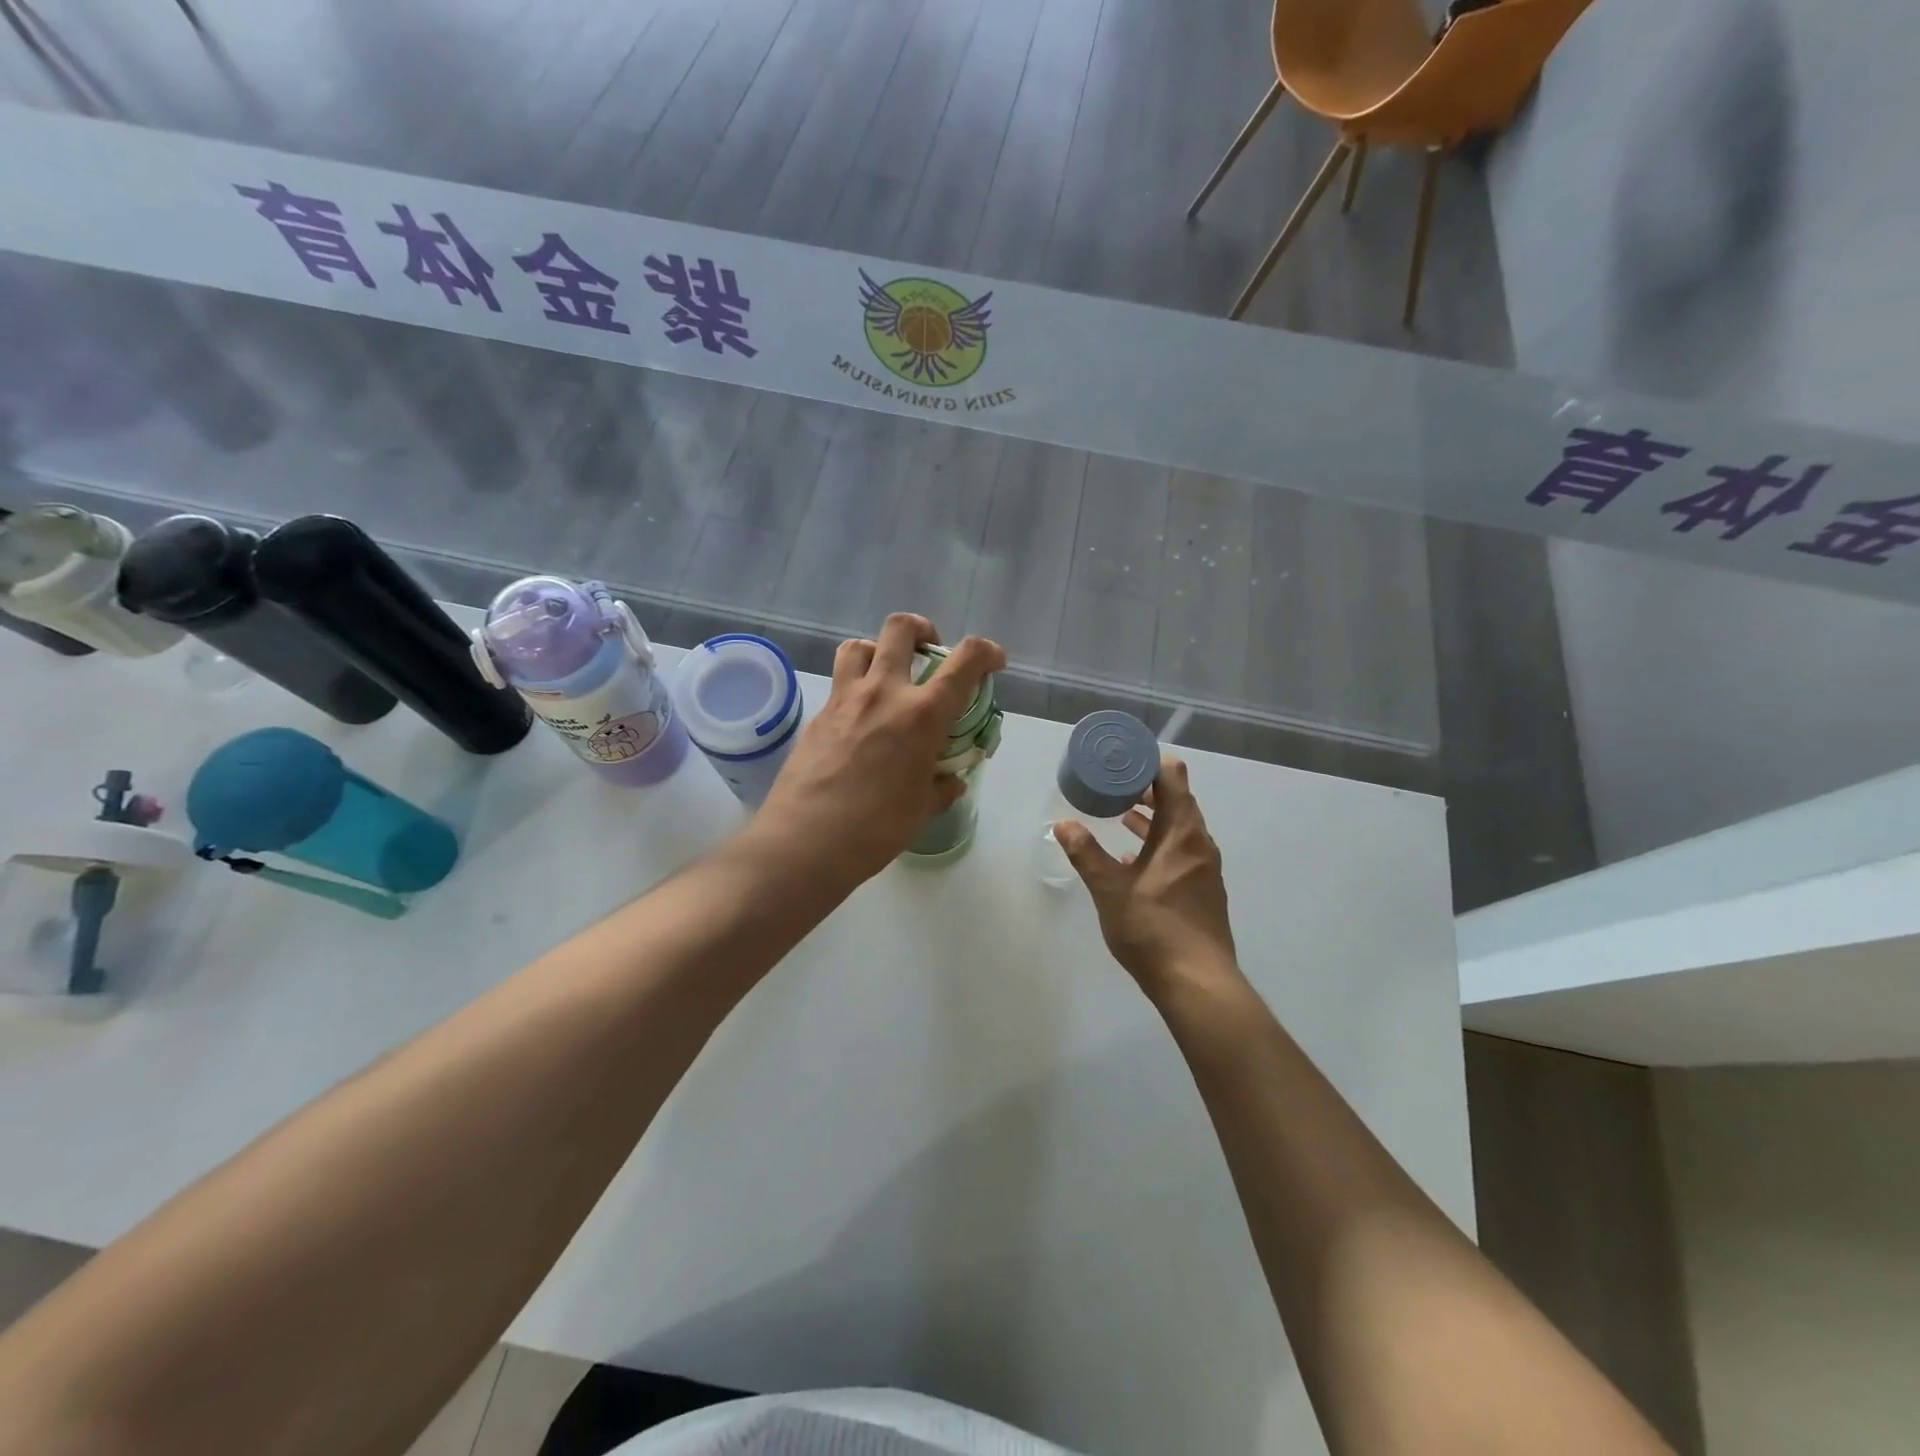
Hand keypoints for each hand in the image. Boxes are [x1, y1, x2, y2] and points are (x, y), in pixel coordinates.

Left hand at [756, 614, 1005, 886]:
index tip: (992, 662)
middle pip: (901, 629)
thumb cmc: (874, 829)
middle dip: (923, 630)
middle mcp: (883, 693)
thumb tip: (950, 781)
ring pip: (860, 645)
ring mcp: (845, 699)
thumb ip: (940, 787)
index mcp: (922, 715)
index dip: (986, 652)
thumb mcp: (921, 810)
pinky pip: (839, 682)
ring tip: (888, 674)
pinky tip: (859, 718)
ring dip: (879, 650)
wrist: (805, 840)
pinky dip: (855, 685)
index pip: (964, 662)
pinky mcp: (817, 714)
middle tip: (930, 652)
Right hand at [1055, 756, 1239, 993]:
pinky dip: (1159, 844)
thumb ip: (1086, 853)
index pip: (1172, 777)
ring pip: (1179, 829)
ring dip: (1153, 818)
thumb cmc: (1153, 929)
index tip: (1122, 759)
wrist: (1197, 983)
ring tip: (1121, 814)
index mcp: (1181, 833)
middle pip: (1178, 801)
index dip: (1149, 762)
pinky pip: (1181, 852)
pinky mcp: (1203, 891)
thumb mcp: (1110, 889)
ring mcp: (1205, 869)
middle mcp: (1199, 844)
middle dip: (1146, 789)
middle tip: (1114, 784)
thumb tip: (1062, 824)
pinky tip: (1133, 859)